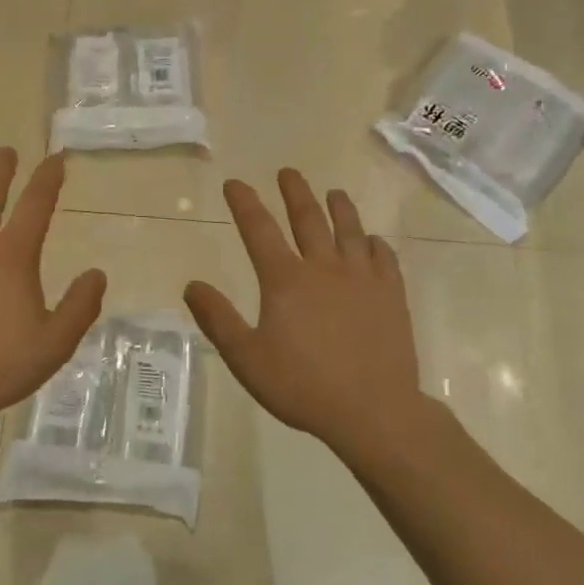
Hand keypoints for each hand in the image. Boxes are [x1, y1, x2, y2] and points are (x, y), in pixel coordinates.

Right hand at [184, 170, 430, 460]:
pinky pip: (384, 258)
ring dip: (339, 208)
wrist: (374, 411)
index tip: (234, 183)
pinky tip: (372, 241)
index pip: (259, 229)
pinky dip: (375, 244)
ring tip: (333, 192)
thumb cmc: (303, 386)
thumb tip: (192, 285)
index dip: (244, 203)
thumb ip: (218, 319)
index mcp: (285, 279)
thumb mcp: (246, 358)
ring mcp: (362, 279)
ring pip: (350, 230)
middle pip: (308, 219)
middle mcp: (324, 268)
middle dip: (295, 193)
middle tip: (288, 172)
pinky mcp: (391, 295)